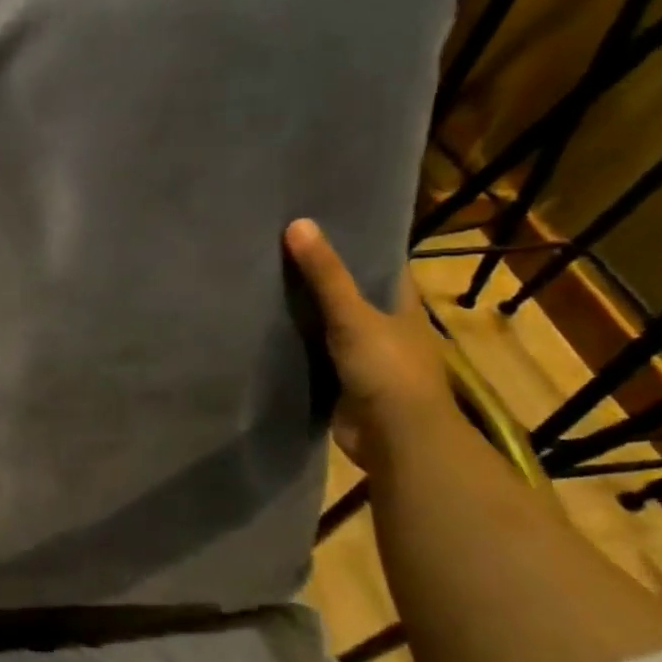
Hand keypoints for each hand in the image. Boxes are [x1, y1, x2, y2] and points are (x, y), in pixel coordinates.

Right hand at [284, 219, 454, 468]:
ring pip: (327, 325)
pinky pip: (311, 355)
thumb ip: (325, 275)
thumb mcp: (353, 316)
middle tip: (276, 248)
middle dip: (319, 276)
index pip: (381, 265)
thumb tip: (298, 223)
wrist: (394, 439)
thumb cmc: (387, 370)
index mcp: (401, 306)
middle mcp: (384, 327)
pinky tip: (261, 328)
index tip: (321, 222)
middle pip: (350, 294)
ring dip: (302, 311)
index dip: (356, 244)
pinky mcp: (339, 382)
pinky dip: (292, 344)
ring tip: (260, 281)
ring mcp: (362, 357)